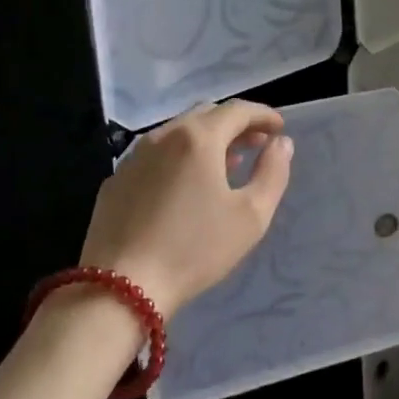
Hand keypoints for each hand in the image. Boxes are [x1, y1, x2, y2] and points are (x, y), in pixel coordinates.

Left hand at [79, 100, 294, 317]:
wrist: (120, 288)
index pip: (238, 110)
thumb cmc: (194, 249)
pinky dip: (179, 156)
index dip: (263, 115)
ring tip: (226, 163)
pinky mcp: (116, 179)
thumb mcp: (250, 216)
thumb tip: (281, 143)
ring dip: (206, 139)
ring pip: (178, 132)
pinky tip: (185, 185)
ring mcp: (134, 156)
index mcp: (199, 138)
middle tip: (256, 144)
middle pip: (206, 114)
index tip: (279, 128)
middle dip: (235, 124)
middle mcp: (164, 135)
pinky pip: (155, 154)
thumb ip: (273, 172)